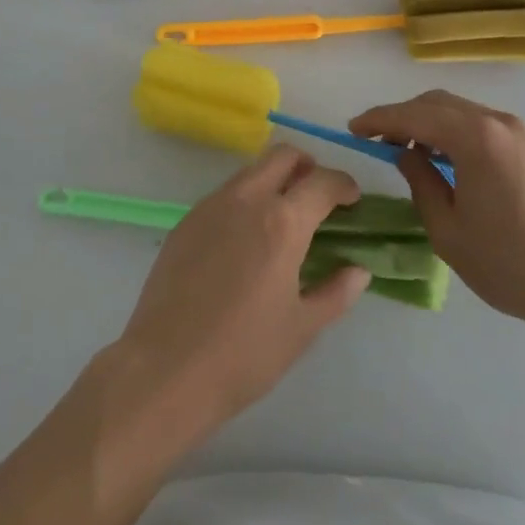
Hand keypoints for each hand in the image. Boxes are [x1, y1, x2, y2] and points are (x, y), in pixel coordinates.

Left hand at [115, 144, 371, 436]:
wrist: (166, 368)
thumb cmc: (243, 354)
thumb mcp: (301, 328)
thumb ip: (335, 293)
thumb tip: (359, 270)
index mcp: (282, 222)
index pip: (322, 182)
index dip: (343, 185)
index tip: (352, 199)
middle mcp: (246, 200)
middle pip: (282, 156)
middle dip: (307, 166)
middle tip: (317, 196)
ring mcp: (211, 206)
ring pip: (251, 171)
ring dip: (274, 180)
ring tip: (283, 220)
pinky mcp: (186, 221)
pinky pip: (224, 195)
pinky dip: (245, 201)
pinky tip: (245, 241)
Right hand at [350, 91, 524, 344]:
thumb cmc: (508, 263)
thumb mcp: (447, 230)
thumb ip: (420, 182)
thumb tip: (405, 155)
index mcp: (474, 138)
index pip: (414, 116)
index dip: (379, 120)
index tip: (352, 129)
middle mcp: (497, 122)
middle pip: (437, 103)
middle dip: (402, 116)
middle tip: (375, 140)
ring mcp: (518, 132)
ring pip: (460, 110)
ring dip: (428, 123)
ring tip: (406, 151)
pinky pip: (480, 125)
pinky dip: (453, 132)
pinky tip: (443, 159)